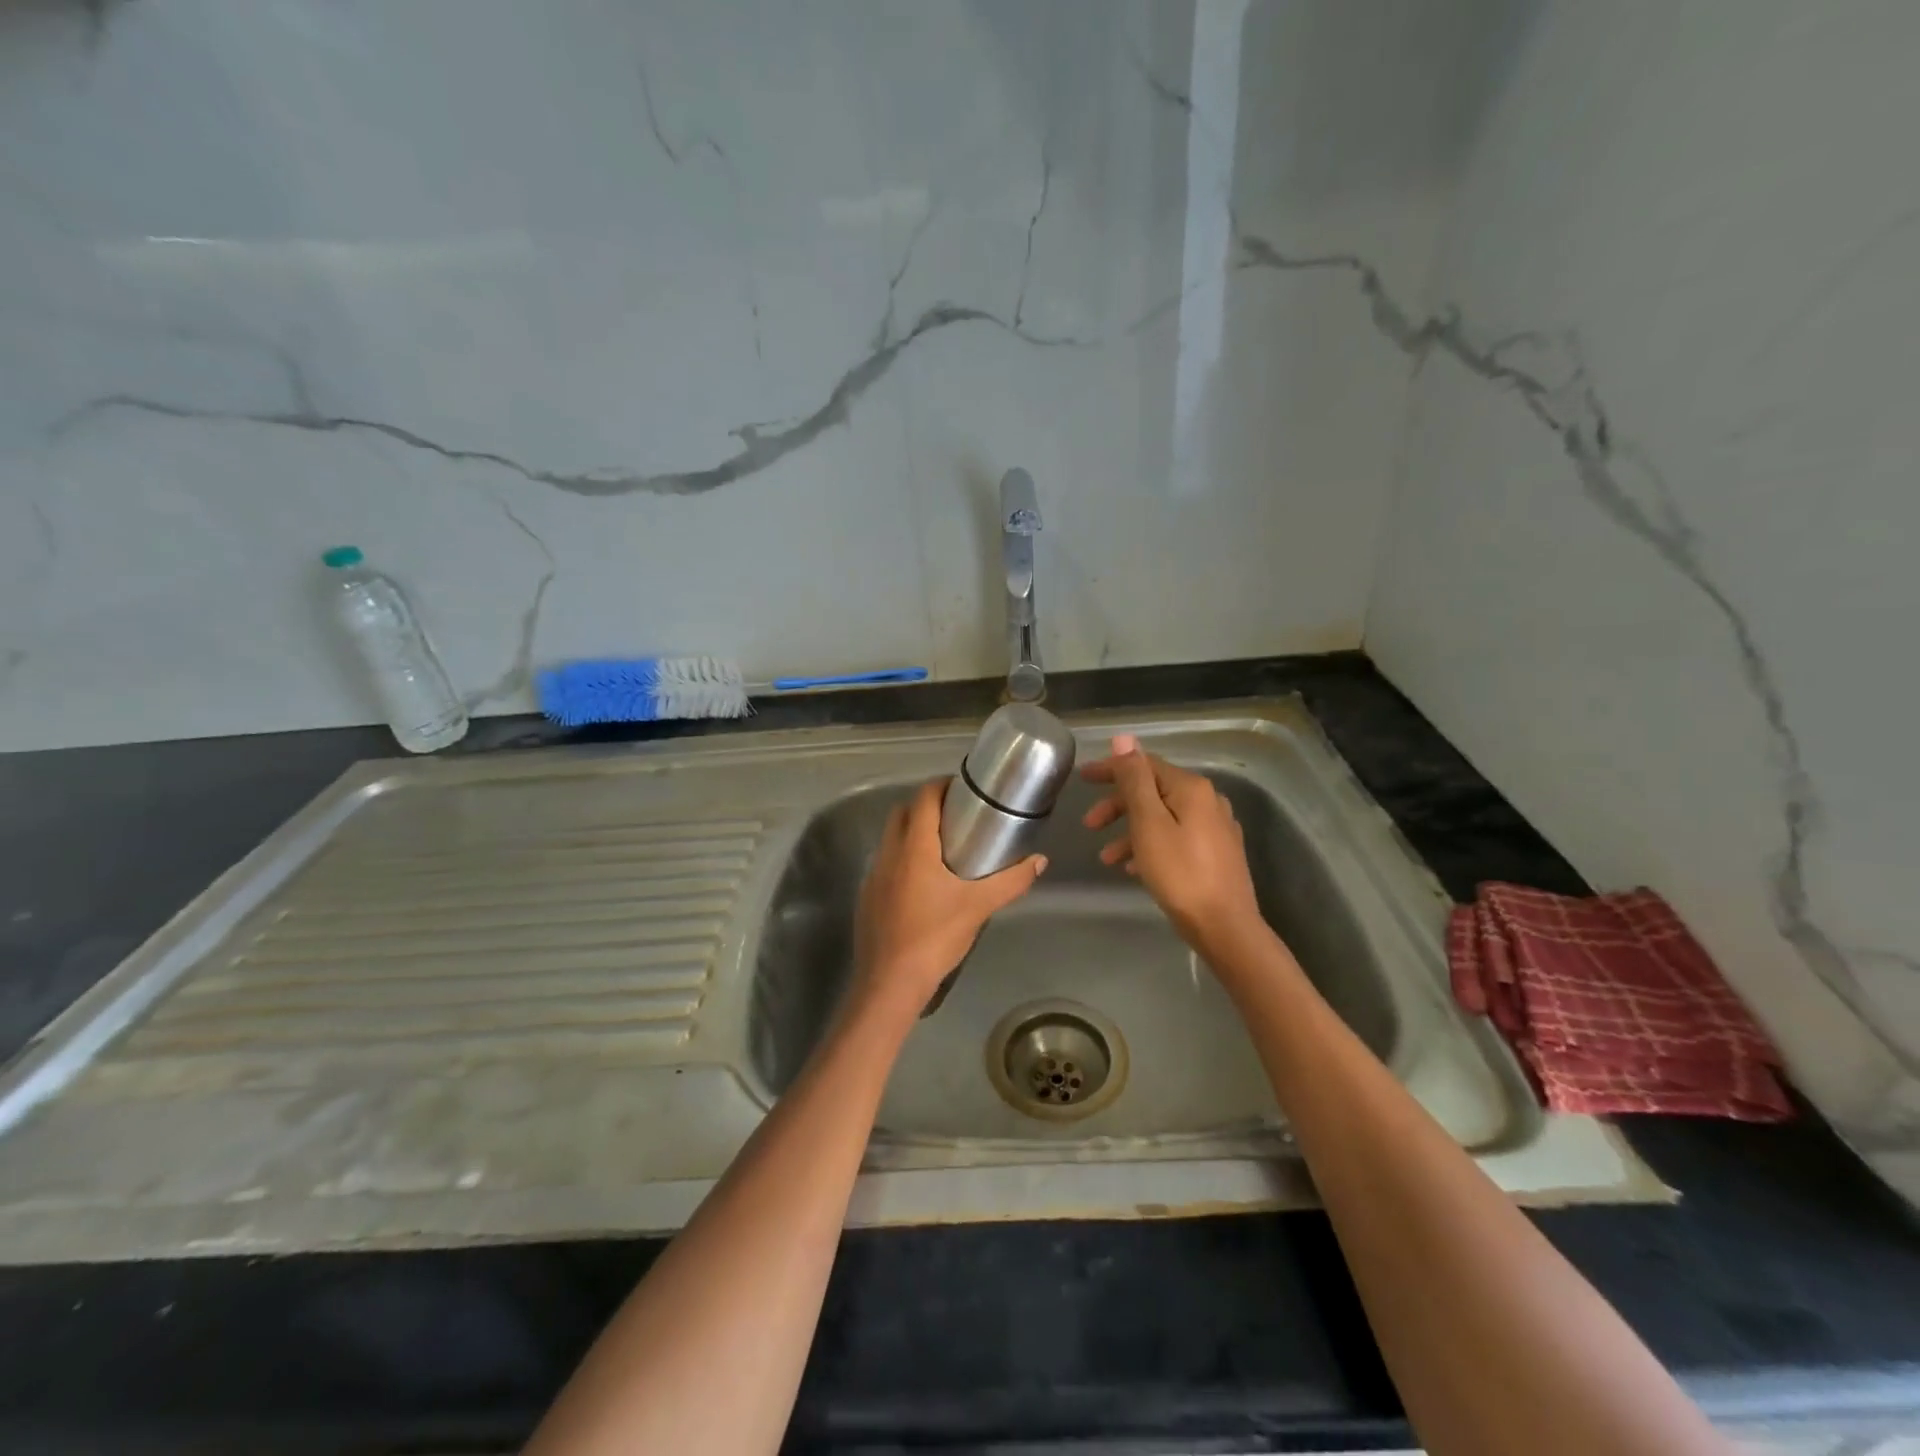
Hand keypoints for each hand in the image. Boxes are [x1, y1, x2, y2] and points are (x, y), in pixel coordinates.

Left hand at [849, 778, 1046, 1020]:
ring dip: (912, 833)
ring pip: (891, 838)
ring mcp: (873, 875)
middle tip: (956, 817)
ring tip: (943, 848)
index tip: (961, 789)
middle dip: (926, 806)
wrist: (890, 981)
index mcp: (914, 847)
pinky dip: (902, 859)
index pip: (923, 798)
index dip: (940, 786)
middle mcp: (889, 853)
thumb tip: (1040, 861)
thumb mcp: (979, 906)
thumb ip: (1011, 881)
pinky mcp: (867, 896)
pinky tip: (922, 883)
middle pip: (903, 813)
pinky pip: (885, 863)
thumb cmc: (935, 936)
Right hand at [1082, 734, 1265, 960]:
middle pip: (1153, 791)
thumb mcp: (1148, 823)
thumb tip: (1124, 739)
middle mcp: (1207, 800)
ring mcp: (1215, 828)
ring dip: (1130, 832)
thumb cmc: (1180, 873)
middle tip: (1089, 825)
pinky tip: (1134, 869)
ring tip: (1107, 859)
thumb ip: (1134, 780)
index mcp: (1191, 788)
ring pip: (1162, 818)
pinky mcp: (1216, 853)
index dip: (1111, 769)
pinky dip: (1150, 846)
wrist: (1225, 927)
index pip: (1144, 765)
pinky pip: (1174, 838)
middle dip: (1117, 806)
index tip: (1082, 779)